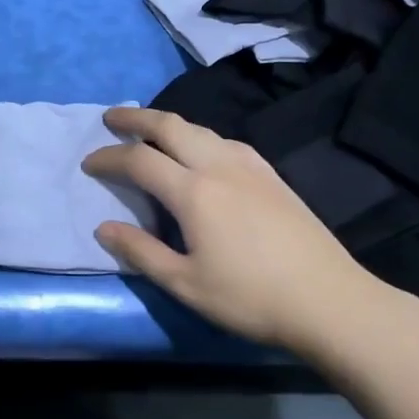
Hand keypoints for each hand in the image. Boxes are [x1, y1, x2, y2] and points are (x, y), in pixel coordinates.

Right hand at [82, 106, 393, 350]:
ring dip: (169, 124)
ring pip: (201, 129)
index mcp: (194, 192)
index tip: (89, 164)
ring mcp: (250, 166)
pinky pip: (226, 141)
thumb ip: (141, 252)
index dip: (109, 158)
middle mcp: (219, 166)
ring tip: (151, 132)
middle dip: (136, 118)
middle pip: (170, 125)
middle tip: (111, 118)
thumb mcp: (186, 284)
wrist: (330, 301)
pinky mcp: (272, 175)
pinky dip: (200, 136)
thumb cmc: (251, 298)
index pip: (139, 160)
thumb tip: (103, 228)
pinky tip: (203, 152)